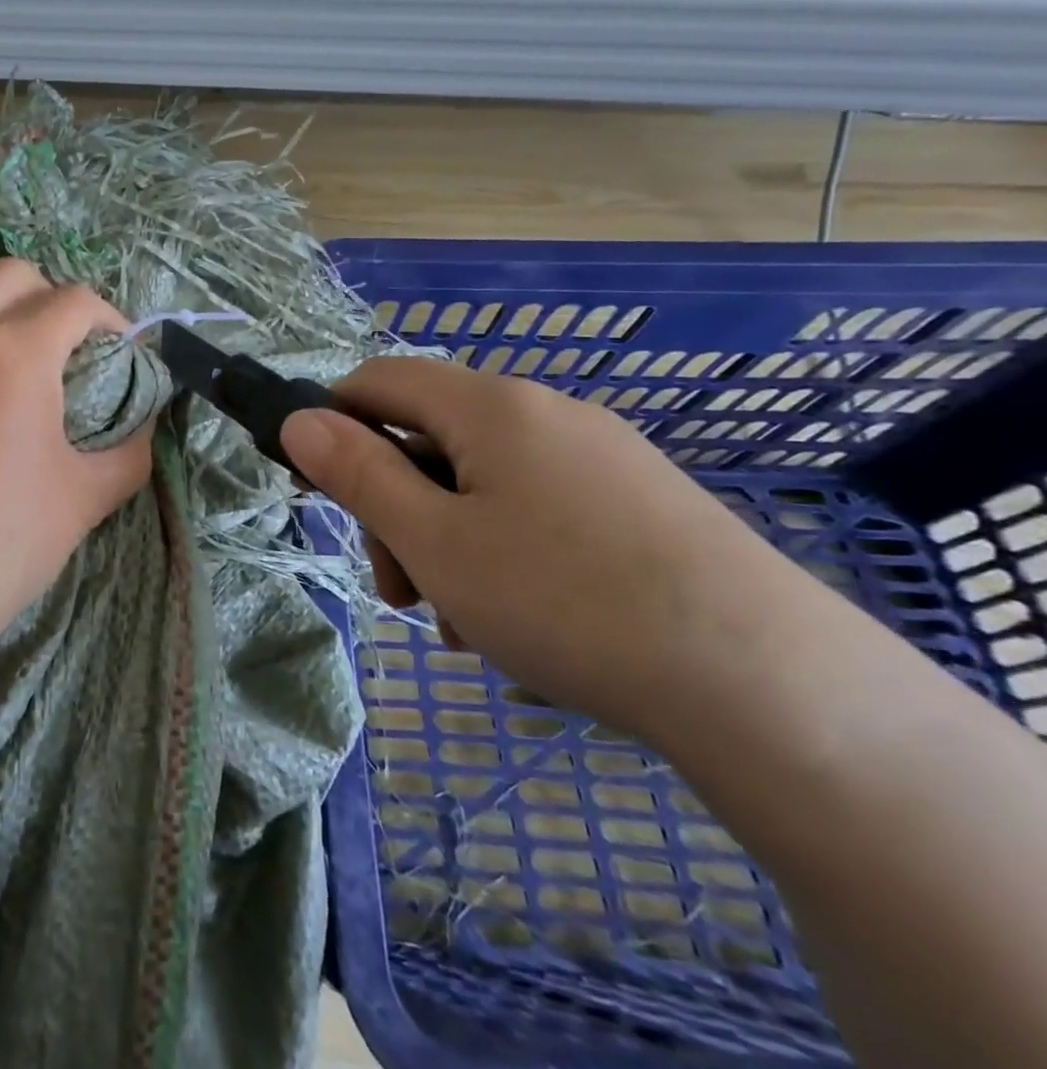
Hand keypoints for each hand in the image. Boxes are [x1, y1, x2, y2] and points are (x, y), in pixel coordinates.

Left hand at [0, 259, 153, 635]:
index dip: (111, 319)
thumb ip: (130, 451)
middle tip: (73, 349)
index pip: (75, 300)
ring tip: (28, 376)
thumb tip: (145, 427)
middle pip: (11, 275)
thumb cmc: (4, 539)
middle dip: (52, 296)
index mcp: (15, 350)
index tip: (124, 354)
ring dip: (5, 318)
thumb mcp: (86, 496)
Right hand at [280, 358, 813, 741]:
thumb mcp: (433, 541)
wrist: (771, 687)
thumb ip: (356, 474)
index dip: (331, 424)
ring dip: (446, 542)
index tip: (316, 490)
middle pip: (429, 439)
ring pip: (480, 484)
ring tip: (464, 623)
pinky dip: (503, 554)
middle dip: (396, 508)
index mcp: (489, 405)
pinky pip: (536, 509)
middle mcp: (544, 412)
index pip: (377, 382)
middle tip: (401, 588)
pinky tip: (521, 624)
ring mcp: (599, 457)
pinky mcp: (637, 504)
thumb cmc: (564, 599)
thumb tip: (298, 421)